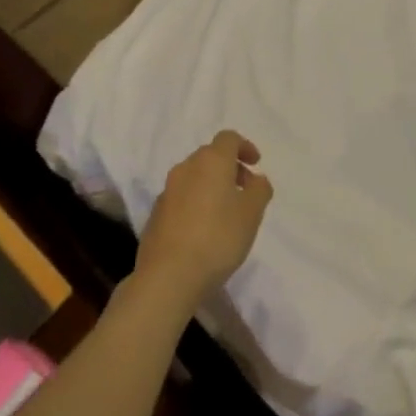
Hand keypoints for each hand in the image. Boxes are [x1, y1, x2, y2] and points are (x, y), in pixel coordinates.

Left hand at [135, 130, 271, 309]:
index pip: (228, 138)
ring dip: (211, 186)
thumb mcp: (252, 213)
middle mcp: (186, 169)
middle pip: (210, 156)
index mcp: (211, 161)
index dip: (245, 147)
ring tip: (226, 213)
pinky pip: (181, 198)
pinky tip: (204, 230)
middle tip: (245, 189)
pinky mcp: (155, 215)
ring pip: (194, 178)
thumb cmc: (218, 238)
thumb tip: (255, 179)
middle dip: (229, 167)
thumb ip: (259, 189)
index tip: (256, 165)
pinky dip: (196, 203)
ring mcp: (167, 192)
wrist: (168, 277)